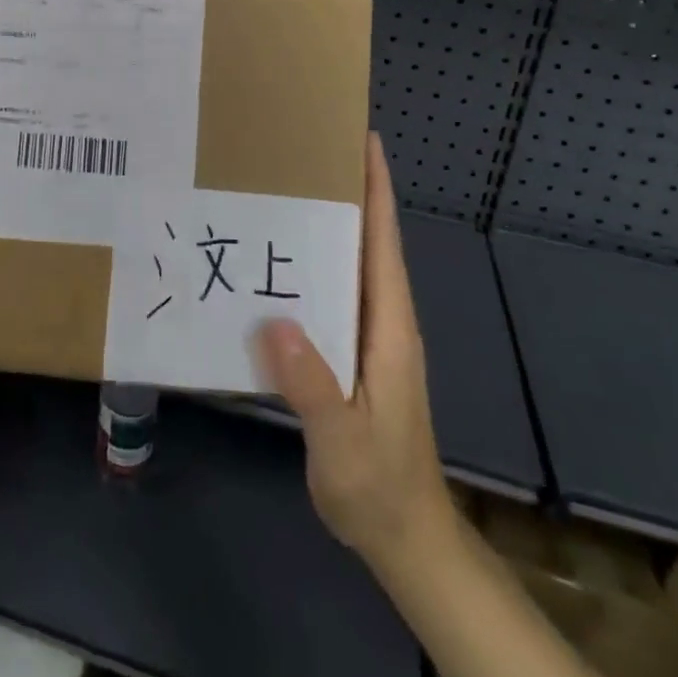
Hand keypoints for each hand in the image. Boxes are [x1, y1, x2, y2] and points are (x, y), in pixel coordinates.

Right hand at [256, 132, 455, 577]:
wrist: (404, 537)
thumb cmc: (380, 485)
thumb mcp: (344, 442)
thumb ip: (313, 386)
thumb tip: (277, 321)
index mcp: (388, 326)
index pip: (384, 243)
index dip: (377, 189)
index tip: (363, 140)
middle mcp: (381, 319)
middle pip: (368, 241)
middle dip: (346, 192)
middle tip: (301, 151)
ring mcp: (367, 335)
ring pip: (348, 264)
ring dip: (325, 225)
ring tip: (280, 191)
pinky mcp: (351, 352)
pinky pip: (330, 292)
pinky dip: (309, 266)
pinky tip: (272, 264)